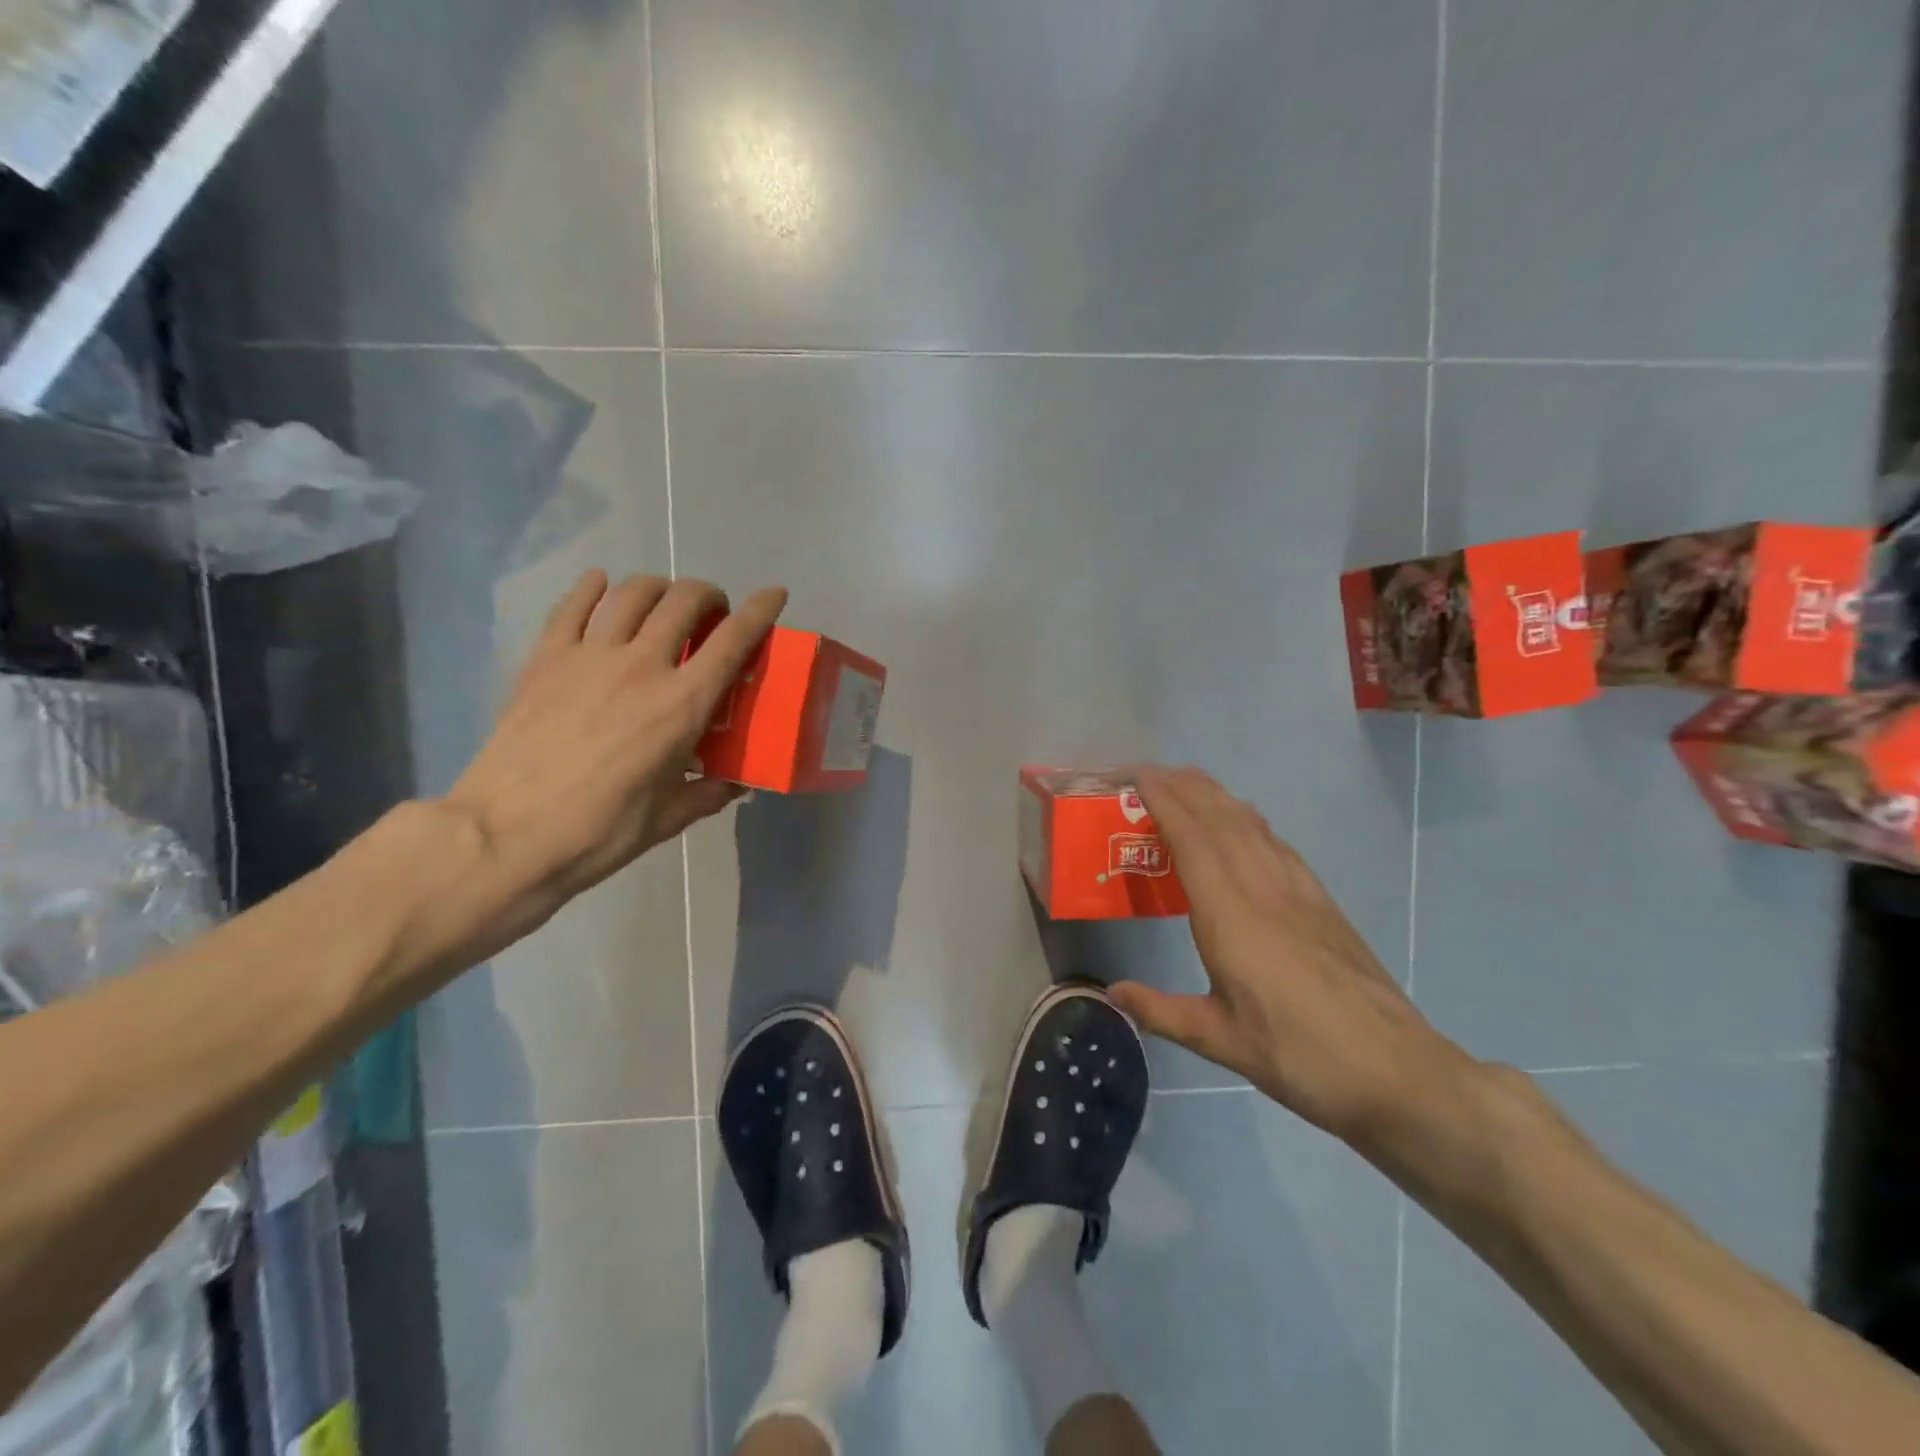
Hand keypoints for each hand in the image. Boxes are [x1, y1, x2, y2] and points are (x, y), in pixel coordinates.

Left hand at [438, 571, 785, 942]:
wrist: (507, 836)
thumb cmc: (600, 831)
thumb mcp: (670, 817)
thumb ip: (711, 792)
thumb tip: (738, 782)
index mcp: (683, 704)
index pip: (733, 640)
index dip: (761, 610)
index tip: (774, 594)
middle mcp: (642, 666)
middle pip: (685, 601)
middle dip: (709, 596)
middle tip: (712, 615)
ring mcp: (590, 656)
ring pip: (633, 592)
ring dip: (660, 588)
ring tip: (664, 603)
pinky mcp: (546, 658)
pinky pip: (573, 605)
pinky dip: (594, 587)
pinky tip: (602, 586)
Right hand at [1110, 766, 1467, 1149]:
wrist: (1397, 1071)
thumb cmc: (1300, 1057)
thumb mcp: (1221, 1041)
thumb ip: (1162, 1011)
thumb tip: (1113, 992)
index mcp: (1231, 917)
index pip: (1193, 841)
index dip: (1165, 803)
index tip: (1138, 778)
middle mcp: (1263, 890)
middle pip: (1222, 820)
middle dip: (1185, 788)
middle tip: (1151, 772)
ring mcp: (1298, 892)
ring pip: (1252, 826)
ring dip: (1217, 797)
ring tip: (1189, 782)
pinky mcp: (1322, 902)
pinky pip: (1277, 844)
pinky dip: (1250, 821)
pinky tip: (1245, 823)